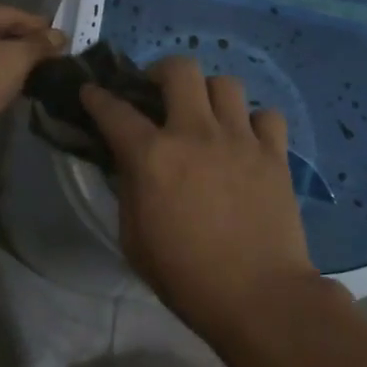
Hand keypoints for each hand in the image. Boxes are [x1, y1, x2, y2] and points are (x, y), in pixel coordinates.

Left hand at [0, 4, 65, 148]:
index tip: (63, 39)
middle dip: (24, 45)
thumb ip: (39, 45)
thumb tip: (59, 36)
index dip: (39, 26)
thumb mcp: (14, 59)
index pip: (12, 14)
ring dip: (9, 63)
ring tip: (35, 76)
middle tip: (52, 58)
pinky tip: (8, 90)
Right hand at [81, 56, 318, 341]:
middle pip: (179, 69)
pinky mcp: (274, 153)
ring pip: (226, 83)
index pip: (115, 110)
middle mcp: (195, 133)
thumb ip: (129, 189)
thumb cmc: (186, 276)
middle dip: (162, 72)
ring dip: (209, 94)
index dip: (97, 96)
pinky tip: (247, 141)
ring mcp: (240, 139)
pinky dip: (254, 122)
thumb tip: (132, 162)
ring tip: (207, 116)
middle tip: (159, 94)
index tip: (91, 91)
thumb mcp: (134, 238)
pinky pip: (266, 115)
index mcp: (153, 156)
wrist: (259, 297)